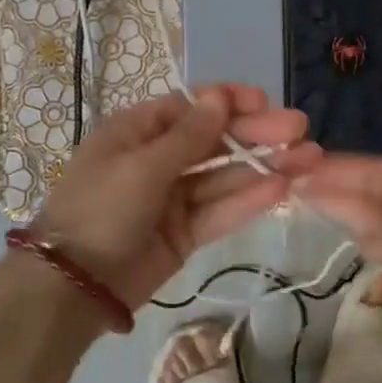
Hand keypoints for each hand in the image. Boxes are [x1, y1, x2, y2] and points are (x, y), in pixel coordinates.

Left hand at [34, 86, 320, 309]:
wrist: (73, 286)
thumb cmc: (100, 209)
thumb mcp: (141, 166)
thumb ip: (188, 136)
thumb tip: (221, 96)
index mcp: (138, 131)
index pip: (191, 107)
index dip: (229, 102)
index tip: (265, 102)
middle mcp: (159, 159)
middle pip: (215, 141)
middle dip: (257, 134)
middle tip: (300, 130)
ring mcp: (174, 198)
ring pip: (225, 176)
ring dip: (265, 166)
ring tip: (309, 159)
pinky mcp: (186, 233)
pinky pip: (221, 210)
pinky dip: (249, 200)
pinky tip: (282, 188)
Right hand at [295, 156, 381, 382]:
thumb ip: (379, 225)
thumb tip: (324, 195)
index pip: (372, 173)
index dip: (332, 171)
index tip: (289, 173)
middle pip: (375, 187)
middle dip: (335, 184)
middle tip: (289, 186)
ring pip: (381, 211)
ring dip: (348, 206)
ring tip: (306, 203)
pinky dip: (366, 233)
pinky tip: (350, 238)